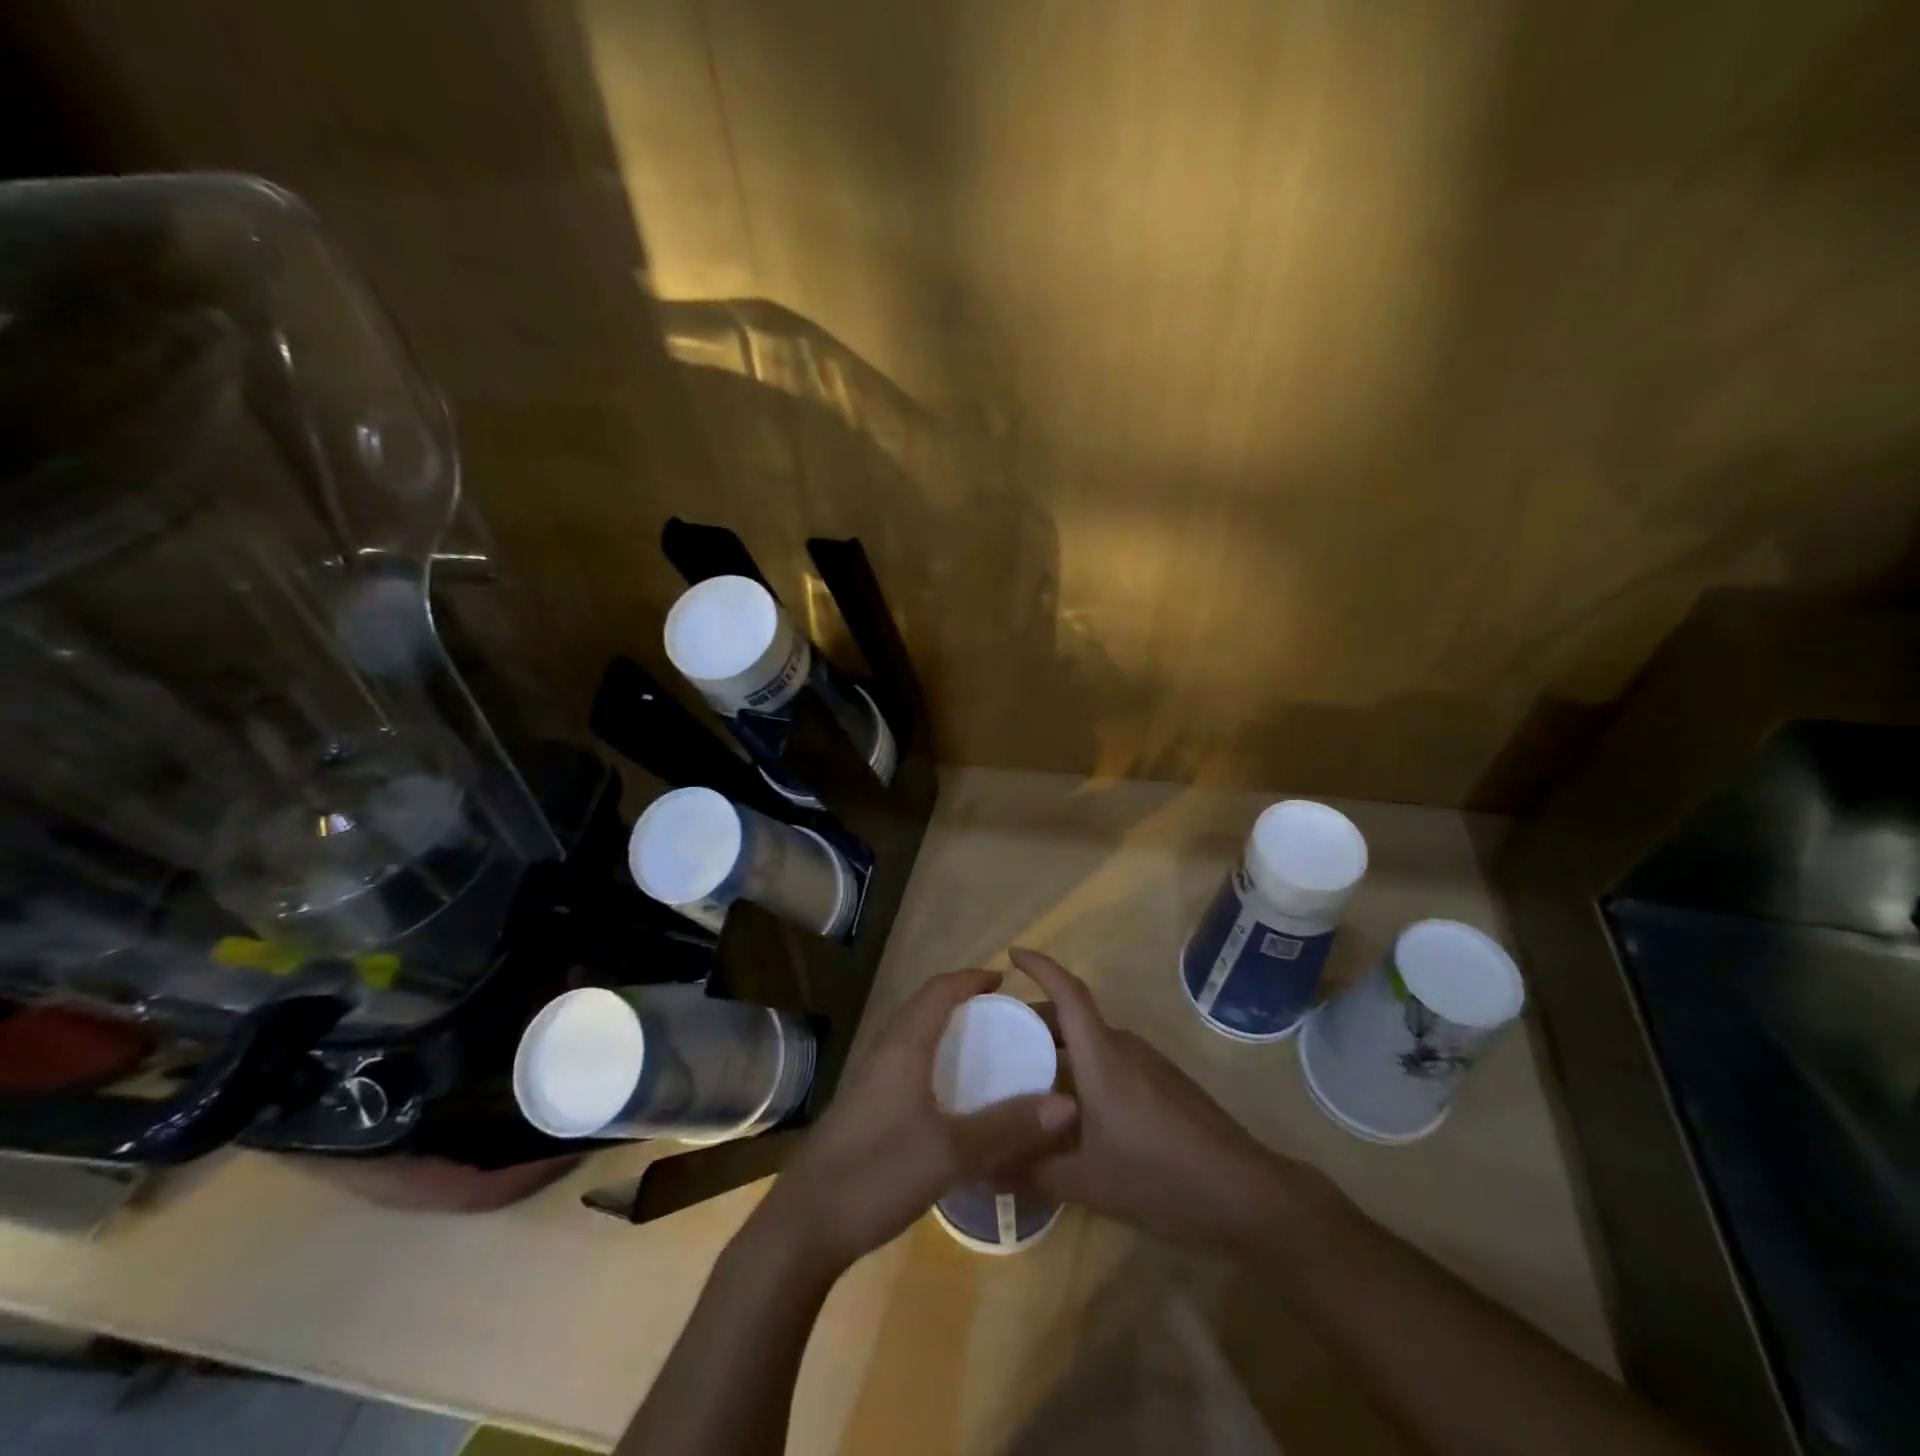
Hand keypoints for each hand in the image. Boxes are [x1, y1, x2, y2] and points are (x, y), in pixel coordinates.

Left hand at [760, 969, 1078, 1274]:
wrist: (806, 1223)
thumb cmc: (877, 1172)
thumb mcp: (950, 1152)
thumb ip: (1006, 1126)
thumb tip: (1067, 1104)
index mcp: (903, 1047)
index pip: (938, 991)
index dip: (970, 979)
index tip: (1003, 980)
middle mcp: (884, 1053)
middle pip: (923, 1009)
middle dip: (960, 1003)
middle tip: (1000, 1016)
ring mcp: (869, 1082)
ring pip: (911, 1038)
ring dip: (944, 1032)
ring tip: (982, 1051)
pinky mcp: (864, 1109)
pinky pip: (904, 1065)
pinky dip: (932, 1063)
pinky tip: (950, 1098)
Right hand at [1011, 947, 1316, 1250]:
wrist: (1245, 1194)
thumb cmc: (1161, 1177)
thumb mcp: (1088, 1183)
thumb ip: (1033, 1172)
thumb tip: (985, 1170)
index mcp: (1102, 1055)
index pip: (1067, 992)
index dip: (1039, 966)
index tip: (1011, 954)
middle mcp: (1124, 1046)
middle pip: (1074, 1016)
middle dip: (1035, 1018)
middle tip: (998, 1037)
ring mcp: (1148, 1063)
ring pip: (1093, 1040)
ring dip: (1059, 1047)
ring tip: (1027, 1075)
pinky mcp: (1164, 1083)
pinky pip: (1112, 1060)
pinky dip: (1083, 1067)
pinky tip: (1072, 1107)